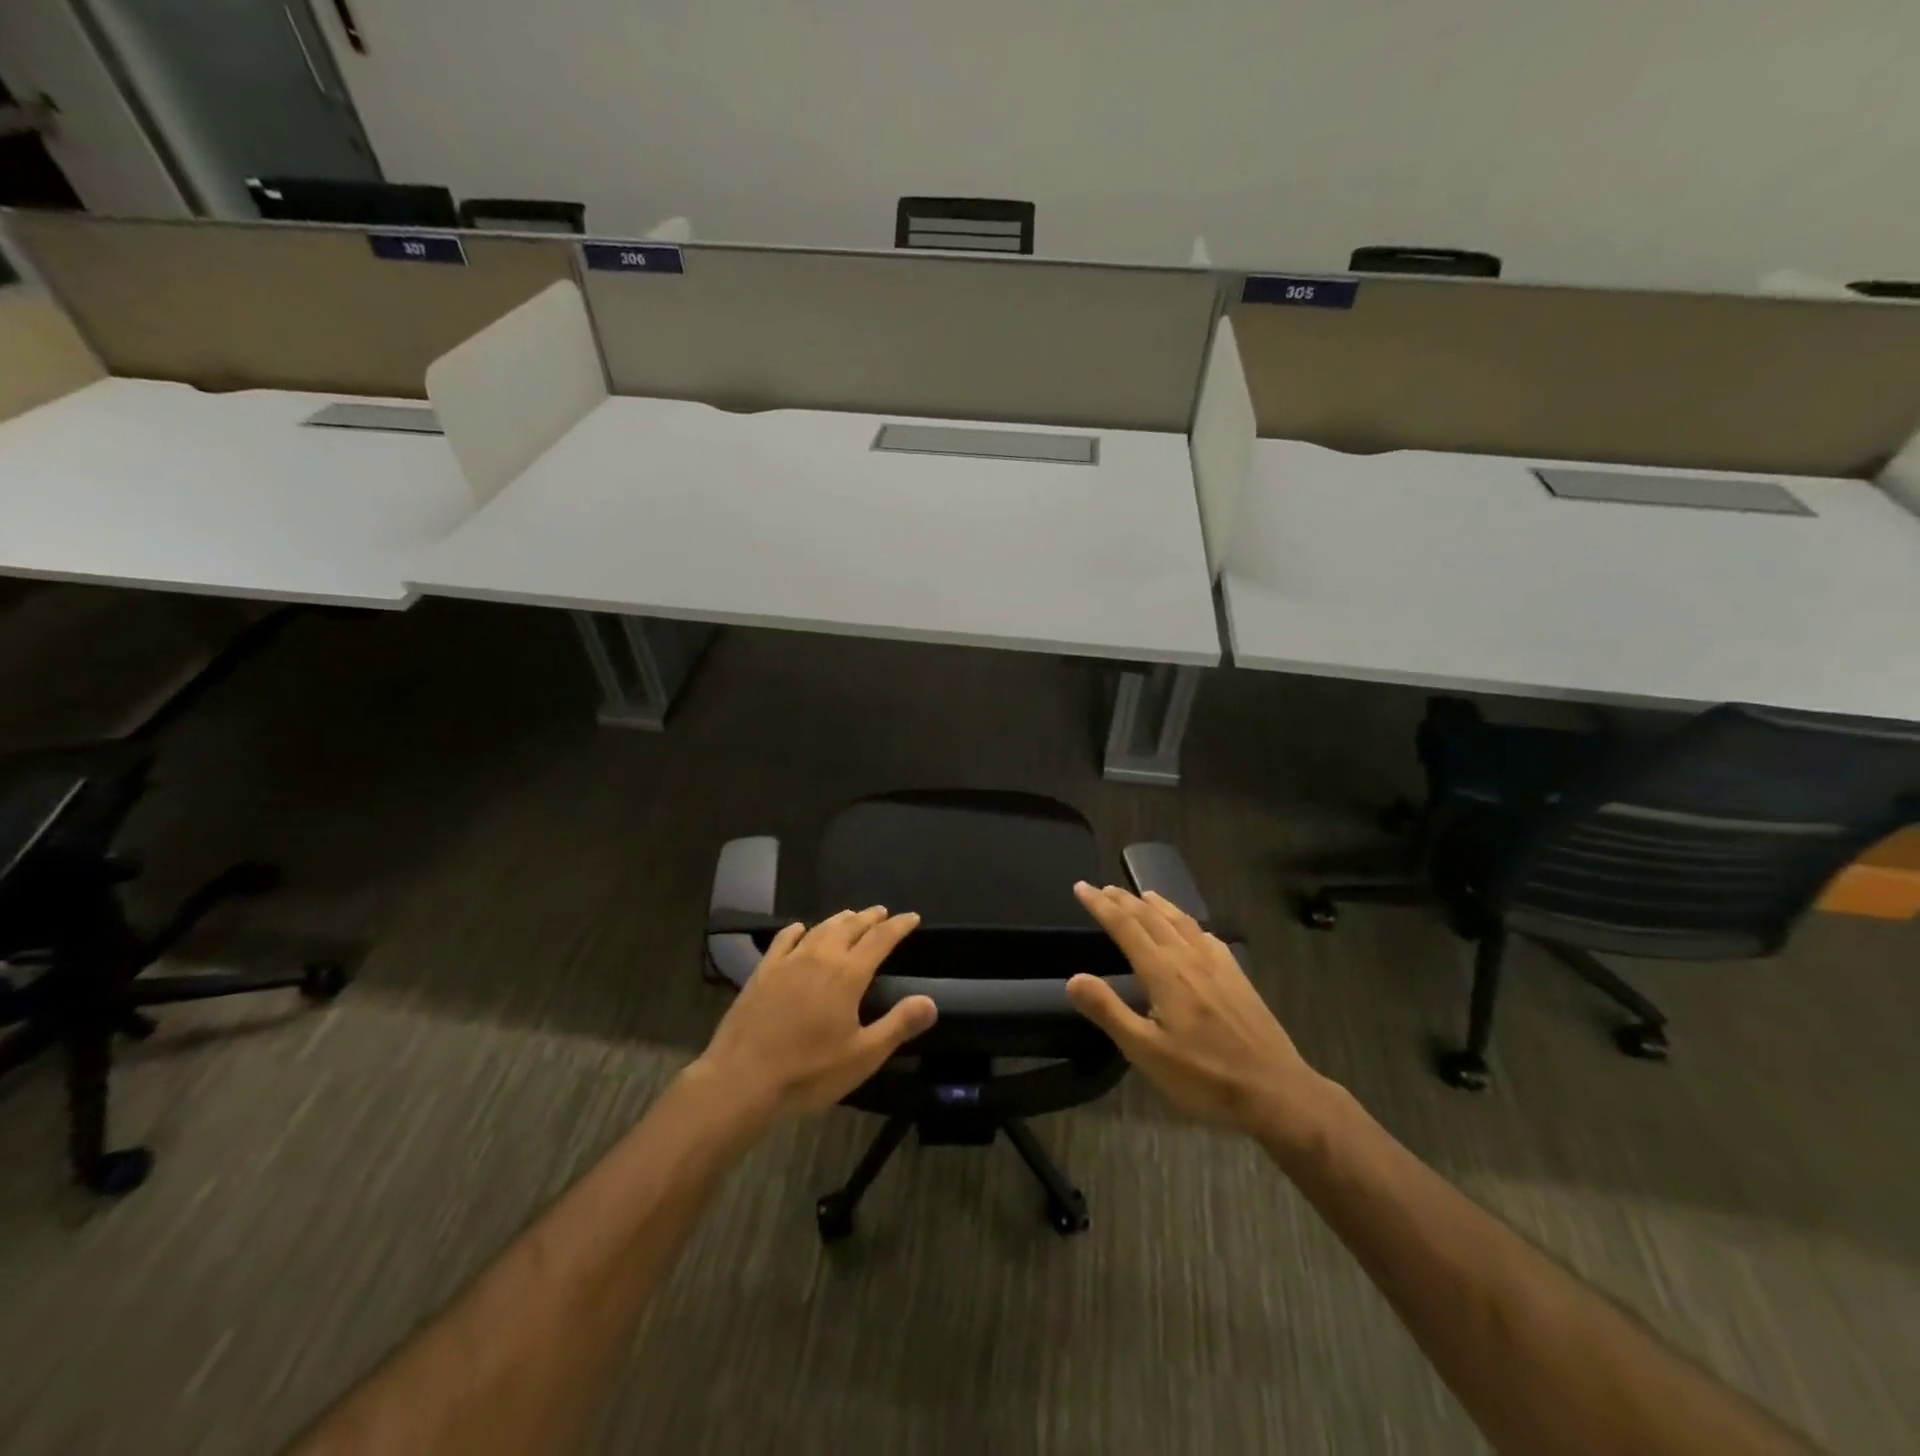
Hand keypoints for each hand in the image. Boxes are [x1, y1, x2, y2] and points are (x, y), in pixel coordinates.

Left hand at [692, 907, 935, 1126]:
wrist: (742, 1079)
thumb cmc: (809, 1071)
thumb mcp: (863, 1056)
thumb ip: (898, 1025)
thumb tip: (930, 1001)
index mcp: (848, 975)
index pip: (880, 939)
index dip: (898, 926)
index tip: (911, 917)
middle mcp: (820, 958)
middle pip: (850, 927)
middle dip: (870, 917)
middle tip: (882, 912)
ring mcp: (788, 962)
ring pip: (819, 929)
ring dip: (839, 919)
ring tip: (851, 916)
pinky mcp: (762, 972)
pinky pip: (783, 941)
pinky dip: (798, 930)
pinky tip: (800, 929)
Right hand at [1066, 884, 1328, 1140]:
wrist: (1275, 1091)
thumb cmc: (1204, 1076)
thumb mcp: (1146, 1052)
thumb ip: (1108, 1011)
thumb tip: (1074, 979)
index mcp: (1164, 973)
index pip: (1125, 927)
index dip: (1101, 905)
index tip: (1081, 887)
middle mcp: (1189, 958)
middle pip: (1152, 917)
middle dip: (1124, 900)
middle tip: (1103, 888)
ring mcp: (1218, 965)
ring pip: (1181, 921)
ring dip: (1157, 904)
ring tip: (1142, 894)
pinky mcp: (1238, 977)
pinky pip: (1206, 935)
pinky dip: (1188, 923)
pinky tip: (1192, 930)